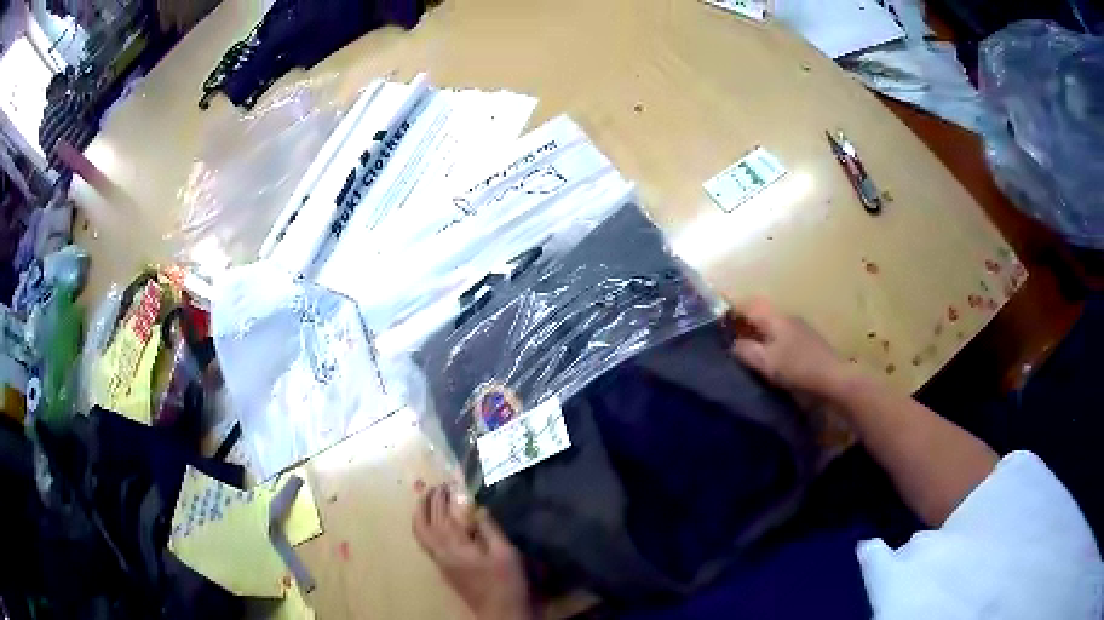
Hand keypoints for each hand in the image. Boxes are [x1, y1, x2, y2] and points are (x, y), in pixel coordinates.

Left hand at [412, 485, 531, 619]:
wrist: (499, 612)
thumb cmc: (505, 582)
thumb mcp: (505, 552)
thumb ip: (489, 528)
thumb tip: (477, 507)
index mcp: (454, 546)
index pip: (441, 515)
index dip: (441, 497)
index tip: (447, 483)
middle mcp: (441, 552)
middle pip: (425, 522)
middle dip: (428, 502)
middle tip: (437, 487)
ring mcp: (439, 561)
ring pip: (421, 534)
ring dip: (422, 514)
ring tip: (430, 501)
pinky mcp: (444, 569)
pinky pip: (426, 542)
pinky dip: (425, 527)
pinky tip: (437, 524)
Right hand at [729, 298, 849, 400]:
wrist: (833, 378)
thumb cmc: (797, 368)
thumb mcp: (766, 362)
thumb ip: (746, 351)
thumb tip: (733, 344)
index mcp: (775, 317)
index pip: (748, 304)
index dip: (730, 310)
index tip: (716, 321)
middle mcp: (787, 316)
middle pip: (760, 312)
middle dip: (743, 320)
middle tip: (728, 335)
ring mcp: (799, 327)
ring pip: (771, 323)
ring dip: (758, 330)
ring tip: (745, 346)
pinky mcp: (807, 341)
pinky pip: (781, 333)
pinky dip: (769, 339)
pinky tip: (768, 355)